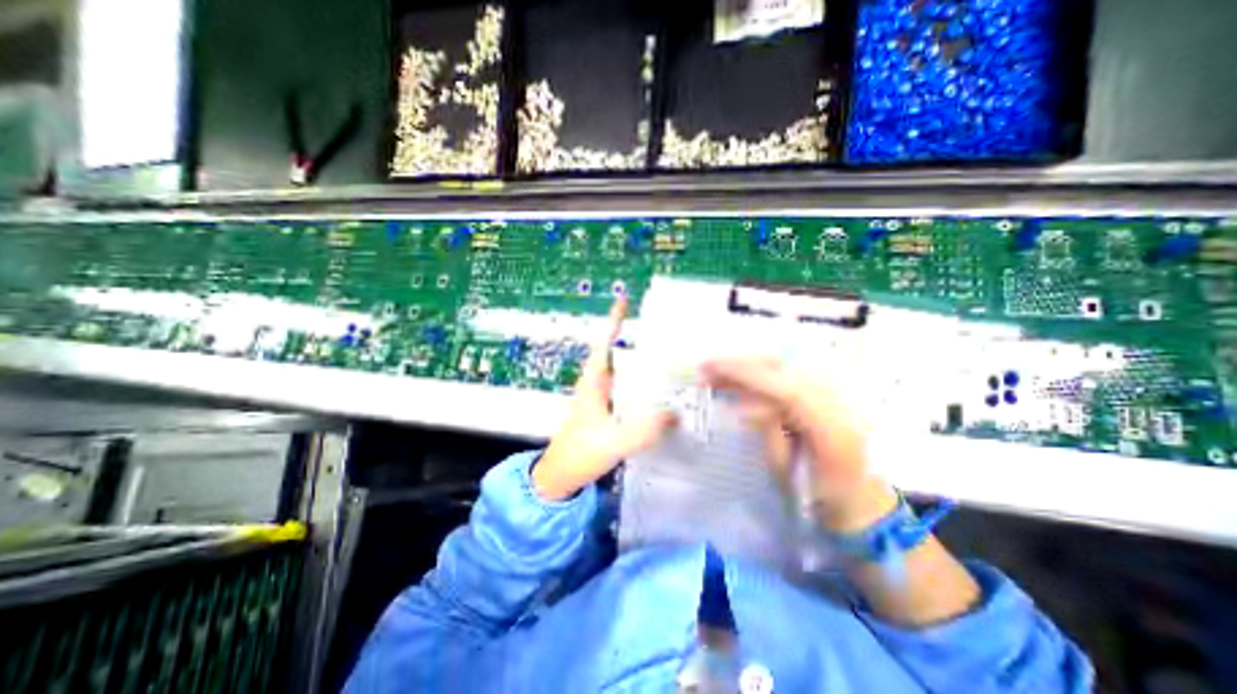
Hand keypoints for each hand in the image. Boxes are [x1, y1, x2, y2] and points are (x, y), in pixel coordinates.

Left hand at [538, 294, 680, 498]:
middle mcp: (600, 384)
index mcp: (594, 382)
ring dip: (648, 366)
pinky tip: (666, 395)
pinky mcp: (612, 411)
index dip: (614, 321)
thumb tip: (675, 414)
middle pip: (621, 354)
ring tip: (677, 361)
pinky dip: (648, 389)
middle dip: (643, 342)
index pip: (604, 343)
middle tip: (673, 335)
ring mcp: (606, 398)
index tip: (625, 299)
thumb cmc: (579, 454)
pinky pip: (632, 393)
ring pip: (628, 374)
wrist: (561, 476)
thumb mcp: (612, 442)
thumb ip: (643, 430)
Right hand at [700, 358, 893, 530]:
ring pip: (784, 365)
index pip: (786, 390)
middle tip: (706, 368)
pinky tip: (738, 378)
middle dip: (741, 364)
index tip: (712, 369)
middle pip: (785, 368)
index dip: (748, 376)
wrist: (861, 500)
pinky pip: (787, 373)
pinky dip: (759, 372)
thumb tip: (742, 405)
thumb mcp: (788, 472)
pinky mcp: (824, 391)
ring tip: (715, 372)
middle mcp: (837, 402)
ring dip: (747, 365)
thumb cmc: (822, 498)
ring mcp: (834, 393)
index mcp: (833, 429)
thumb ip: (768, 433)